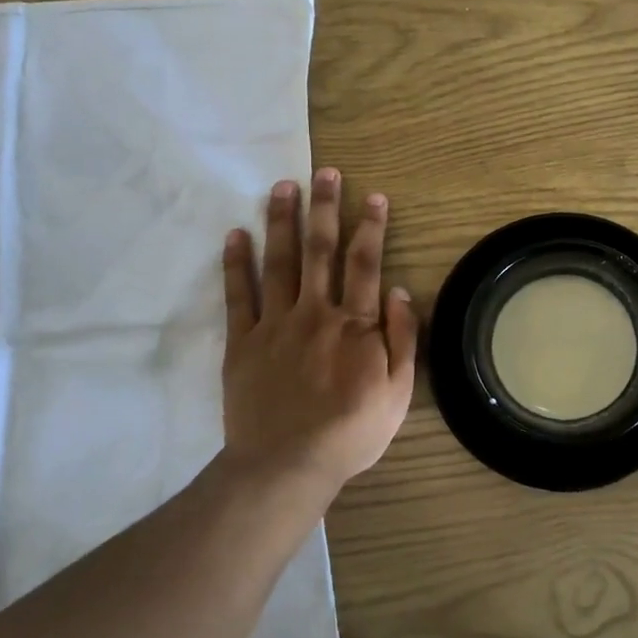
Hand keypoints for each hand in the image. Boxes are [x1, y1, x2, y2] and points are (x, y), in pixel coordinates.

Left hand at [221, 169, 417, 499]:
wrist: (287, 465)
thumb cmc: (352, 431)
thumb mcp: (398, 392)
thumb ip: (401, 338)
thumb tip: (397, 291)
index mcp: (355, 324)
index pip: (365, 263)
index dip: (371, 227)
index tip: (373, 196)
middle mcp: (315, 312)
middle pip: (320, 250)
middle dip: (324, 208)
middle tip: (323, 172)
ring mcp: (275, 325)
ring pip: (278, 262)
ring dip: (281, 221)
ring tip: (282, 186)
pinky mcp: (242, 342)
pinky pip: (237, 296)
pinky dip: (236, 263)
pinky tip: (235, 234)